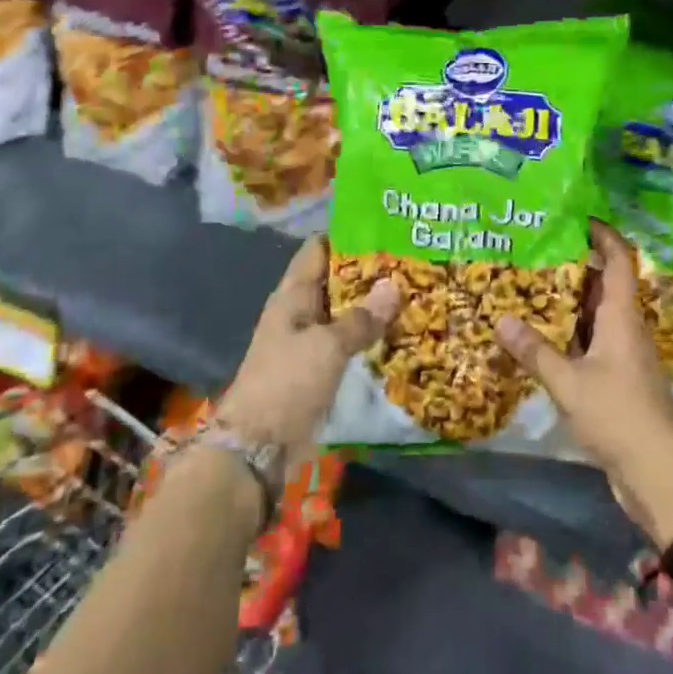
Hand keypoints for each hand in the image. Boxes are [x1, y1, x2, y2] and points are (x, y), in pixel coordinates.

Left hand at [219, 238, 397, 464]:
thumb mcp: (327, 346)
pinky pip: (347, 343)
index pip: (318, 250)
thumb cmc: (288, 383)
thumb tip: (395, 286)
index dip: (347, 235)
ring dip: (372, 305)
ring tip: (415, 291)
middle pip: (335, 280)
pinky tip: (400, 332)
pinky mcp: (318, 370)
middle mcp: (300, 312)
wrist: (258, 446)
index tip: (384, 227)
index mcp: (292, 295)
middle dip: (369, 271)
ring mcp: (308, 342)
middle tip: (412, 259)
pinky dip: (369, 335)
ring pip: (344, 313)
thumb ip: (362, 318)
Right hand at [493, 220, 672, 546]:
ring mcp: (625, 357)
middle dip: (577, 266)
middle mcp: (627, 329)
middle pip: (606, 286)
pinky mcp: (620, 381)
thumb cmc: (618, 416)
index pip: (619, 261)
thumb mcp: (569, 382)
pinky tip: (545, 339)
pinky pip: (593, 344)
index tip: (578, 218)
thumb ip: (536, 351)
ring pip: (598, 316)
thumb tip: (500, 319)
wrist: (659, 473)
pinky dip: (572, 335)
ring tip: (533, 288)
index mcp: (622, 318)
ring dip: (572, 302)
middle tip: (537, 252)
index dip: (604, 235)